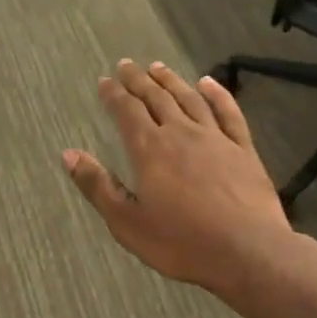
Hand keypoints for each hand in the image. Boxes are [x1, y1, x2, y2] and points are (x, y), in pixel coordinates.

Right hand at [63, 59, 303, 299]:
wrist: (248, 252)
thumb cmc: (181, 242)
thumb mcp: (127, 222)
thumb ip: (97, 185)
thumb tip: (68, 154)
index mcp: (150, 149)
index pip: (127, 111)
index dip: (113, 95)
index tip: (104, 81)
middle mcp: (181, 133)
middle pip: (156, 98)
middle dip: (138, 80)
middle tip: (126, 65)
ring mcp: (216, 139)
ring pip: (189, 99)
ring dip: (171, 81)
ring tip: (158, 67)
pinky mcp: (243, 150)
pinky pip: (228, 113)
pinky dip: (217, 94)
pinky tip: (208, 83)